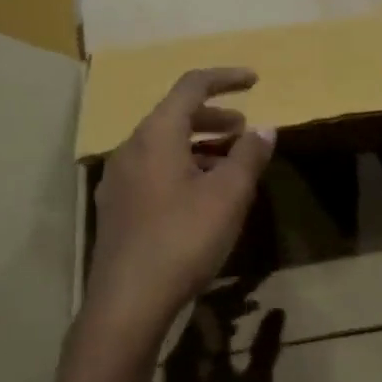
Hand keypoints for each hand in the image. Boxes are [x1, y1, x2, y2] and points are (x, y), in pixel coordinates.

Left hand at [85, 68, 274, 349]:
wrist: (126, 303)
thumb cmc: (183, 239)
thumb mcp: (228, 195)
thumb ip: (249, 156)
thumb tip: (264, 129)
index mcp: (156, 134)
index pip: (191, 86)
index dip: (225, 78)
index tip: (254, 80)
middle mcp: (131, 148)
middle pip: (175, 115)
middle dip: (214, 117)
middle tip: (244, 129)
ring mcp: (118, 179)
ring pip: (164, 145)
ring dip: (199, 146)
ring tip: (230, 165)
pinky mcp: (117, 207)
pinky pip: (154, 170)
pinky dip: (182, 167)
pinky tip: (202, 196)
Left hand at [161, 286, 286, 381]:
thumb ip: (266, 347)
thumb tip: (277, 311)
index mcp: (198, 342)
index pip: (215, 300)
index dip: (237, 288)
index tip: (258, 281)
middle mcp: (180, 342)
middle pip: (202, 306)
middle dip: (228, 297)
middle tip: (253, 295)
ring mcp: (173, 356)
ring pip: (195, 319)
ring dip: (220, 312)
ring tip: (246, 312)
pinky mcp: (172, 369)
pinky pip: (191, 334)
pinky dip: (210, 328)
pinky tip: (227, 336)